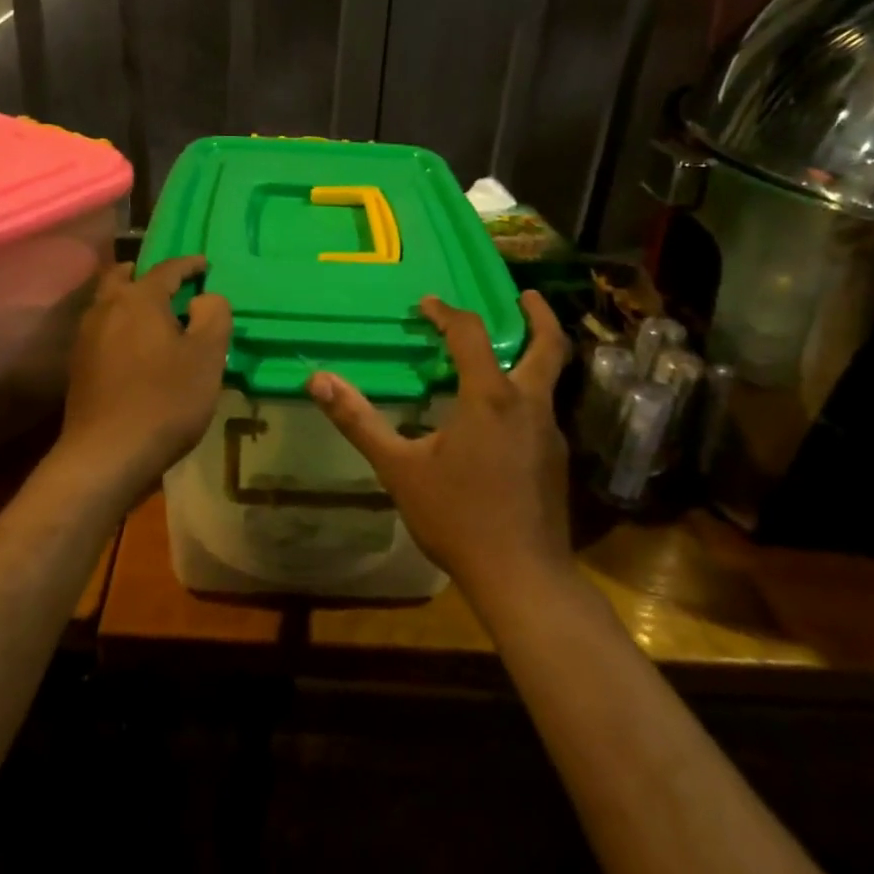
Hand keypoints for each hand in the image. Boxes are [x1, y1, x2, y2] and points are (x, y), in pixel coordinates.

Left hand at [56, 255, 231, 496]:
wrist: (106, 455)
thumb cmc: (164, 401)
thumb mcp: (207, 357)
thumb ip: (214, 316)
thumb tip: (204, 297)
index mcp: (138, 299)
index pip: (166, 269)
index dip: (189, 264)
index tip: (206, 265)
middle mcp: (106, 309)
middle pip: (123, 277)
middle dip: (146, 274)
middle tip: (169, 283)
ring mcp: (86, 338)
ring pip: (108, 303)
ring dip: (129, 299)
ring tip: (154, 315)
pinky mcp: (79, 366)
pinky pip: (102, 329)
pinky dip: (120, 325)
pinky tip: (135, 347)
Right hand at [307, 292, 571, 597]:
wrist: (522, 577)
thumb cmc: (457, 517)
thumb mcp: (399, 468)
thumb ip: (359, 421)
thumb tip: (318, 380)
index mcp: (491, 397)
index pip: (471, 335)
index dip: (447, 314)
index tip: (426, 306)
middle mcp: (528, 405)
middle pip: (548, 346)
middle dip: (539, 315)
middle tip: (522, 295)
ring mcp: (549, 433)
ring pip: (548, 379)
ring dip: (532, 354)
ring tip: (504, 351)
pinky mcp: (556, 459)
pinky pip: (541, 410)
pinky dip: (525, 392)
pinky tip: (500, 416)